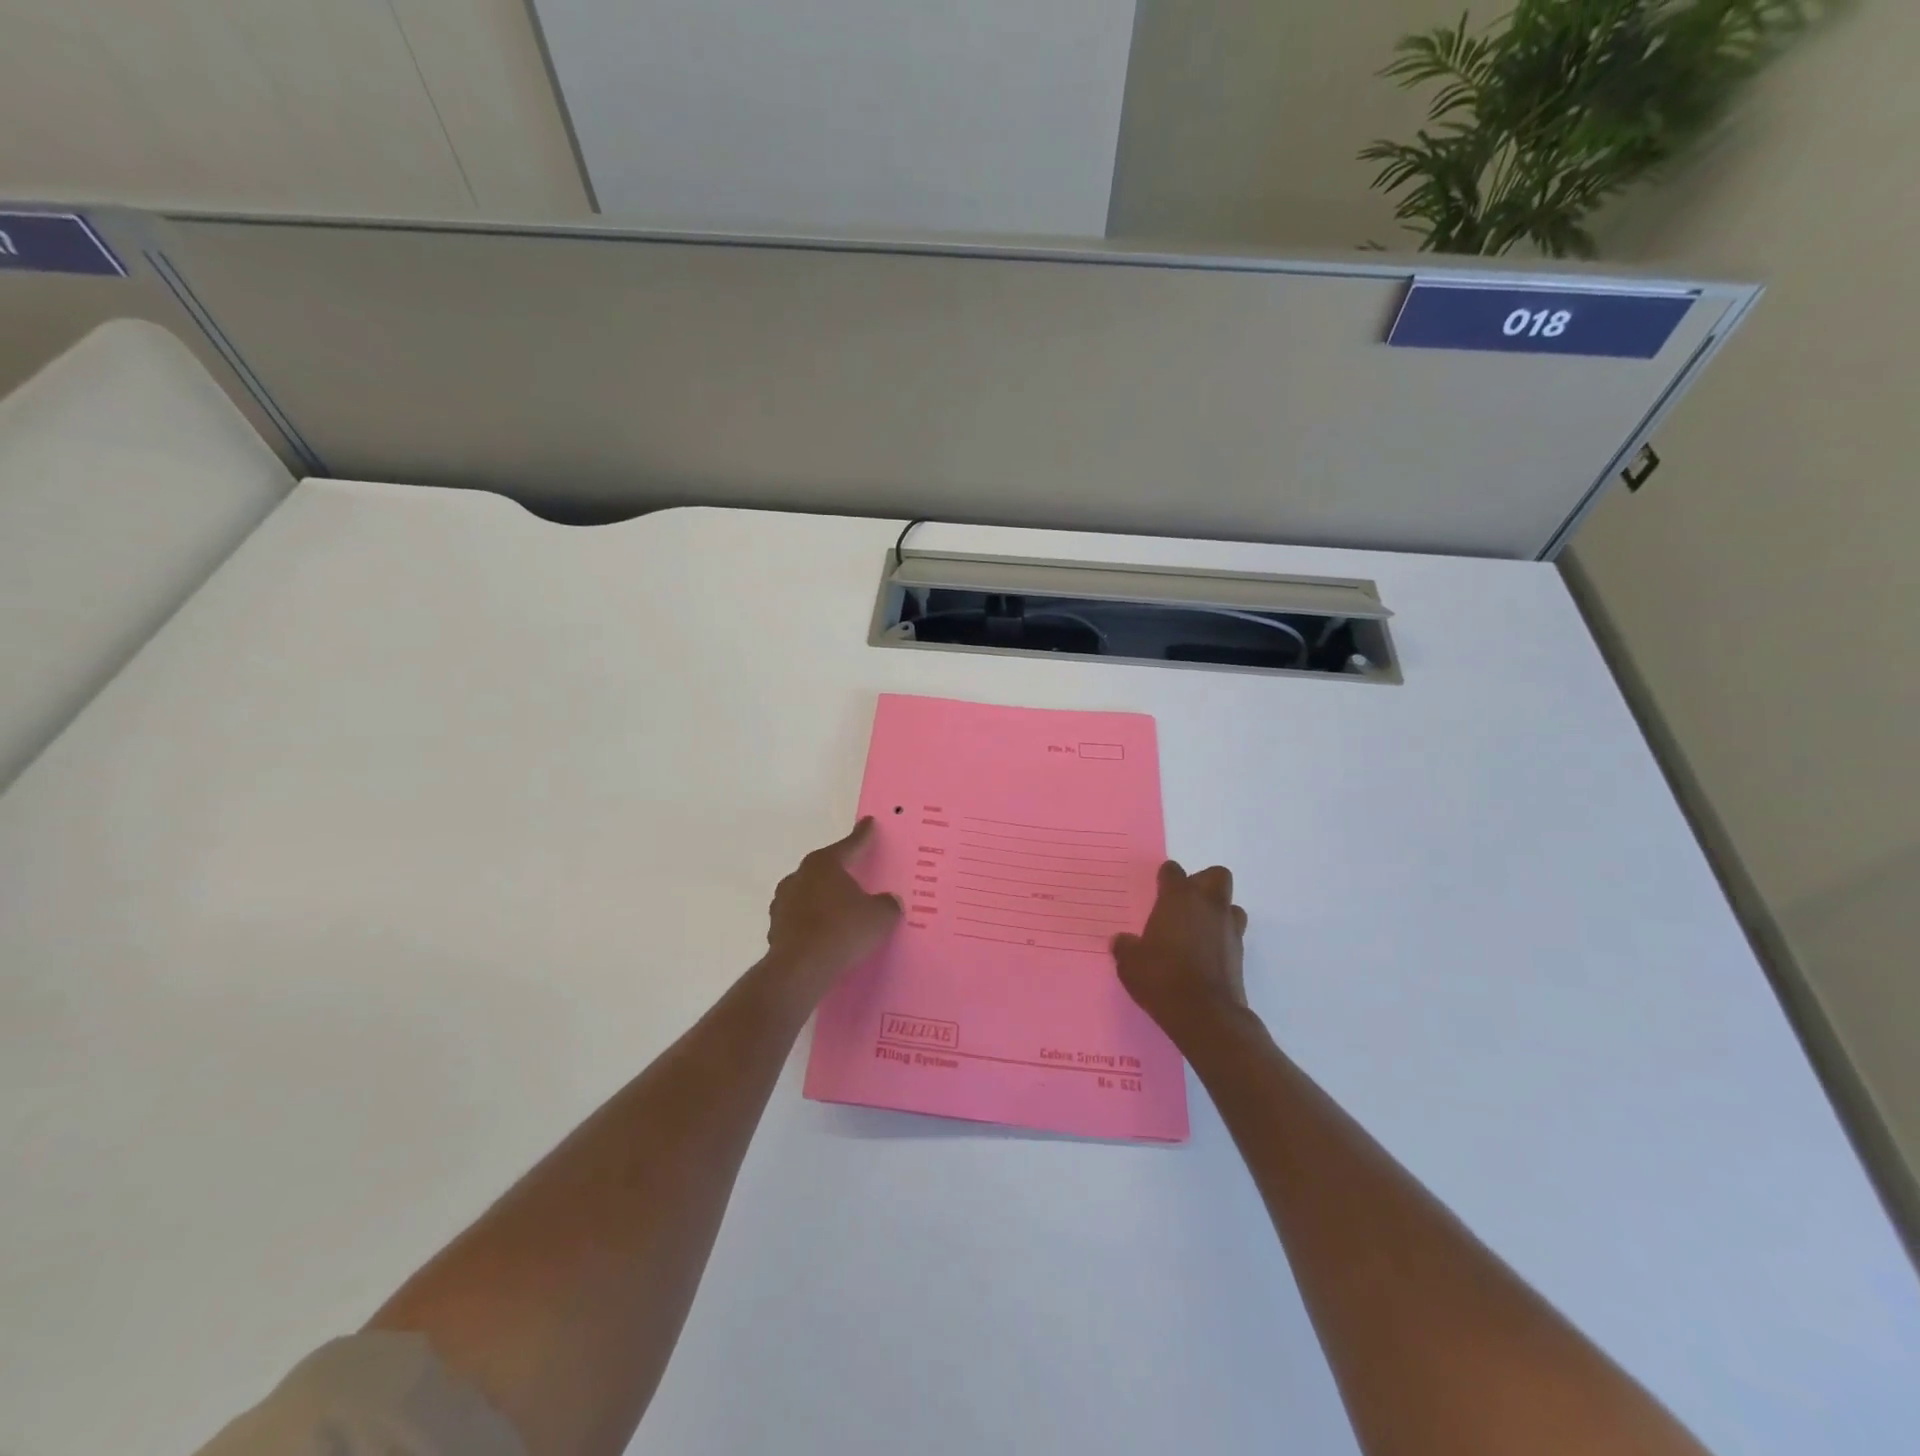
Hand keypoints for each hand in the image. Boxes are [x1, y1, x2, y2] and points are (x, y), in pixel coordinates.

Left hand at [764, 818, 902, 1001]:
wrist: (801, 968)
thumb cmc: (843, 930)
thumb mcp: (880, 916)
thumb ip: (887, 904)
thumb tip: (888, 901)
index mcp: (825, 864)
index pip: (850, 844)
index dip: (863, 835)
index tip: (869, 822)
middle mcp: (800, 876)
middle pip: (825, 867)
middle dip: (840, 870)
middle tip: (856, 872)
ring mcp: (783, 902)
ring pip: (809, 893)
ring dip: (824, 898)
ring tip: (840, 910)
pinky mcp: (776, 927)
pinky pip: (801, 918)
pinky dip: (813, 922)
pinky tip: (825, 935)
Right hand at [1112, 861, 1250, 1043]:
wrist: (1204, 1014)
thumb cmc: (1162, 977)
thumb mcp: (1130, 962)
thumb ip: (1126, 946)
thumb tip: (1121, 941)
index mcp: (1179, 898)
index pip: (1173, 871)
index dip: (1165, 878)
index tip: (1157, 890)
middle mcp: (1208, 905)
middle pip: (1216, 876)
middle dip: (1203, 883)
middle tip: (1184, 904)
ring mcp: (1229, 929)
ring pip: (1231, 906)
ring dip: (1218, 912)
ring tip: (1199, 930)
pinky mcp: (1241, 954)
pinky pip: (1233, 934)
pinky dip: (1222, 939)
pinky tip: (1205, 955)